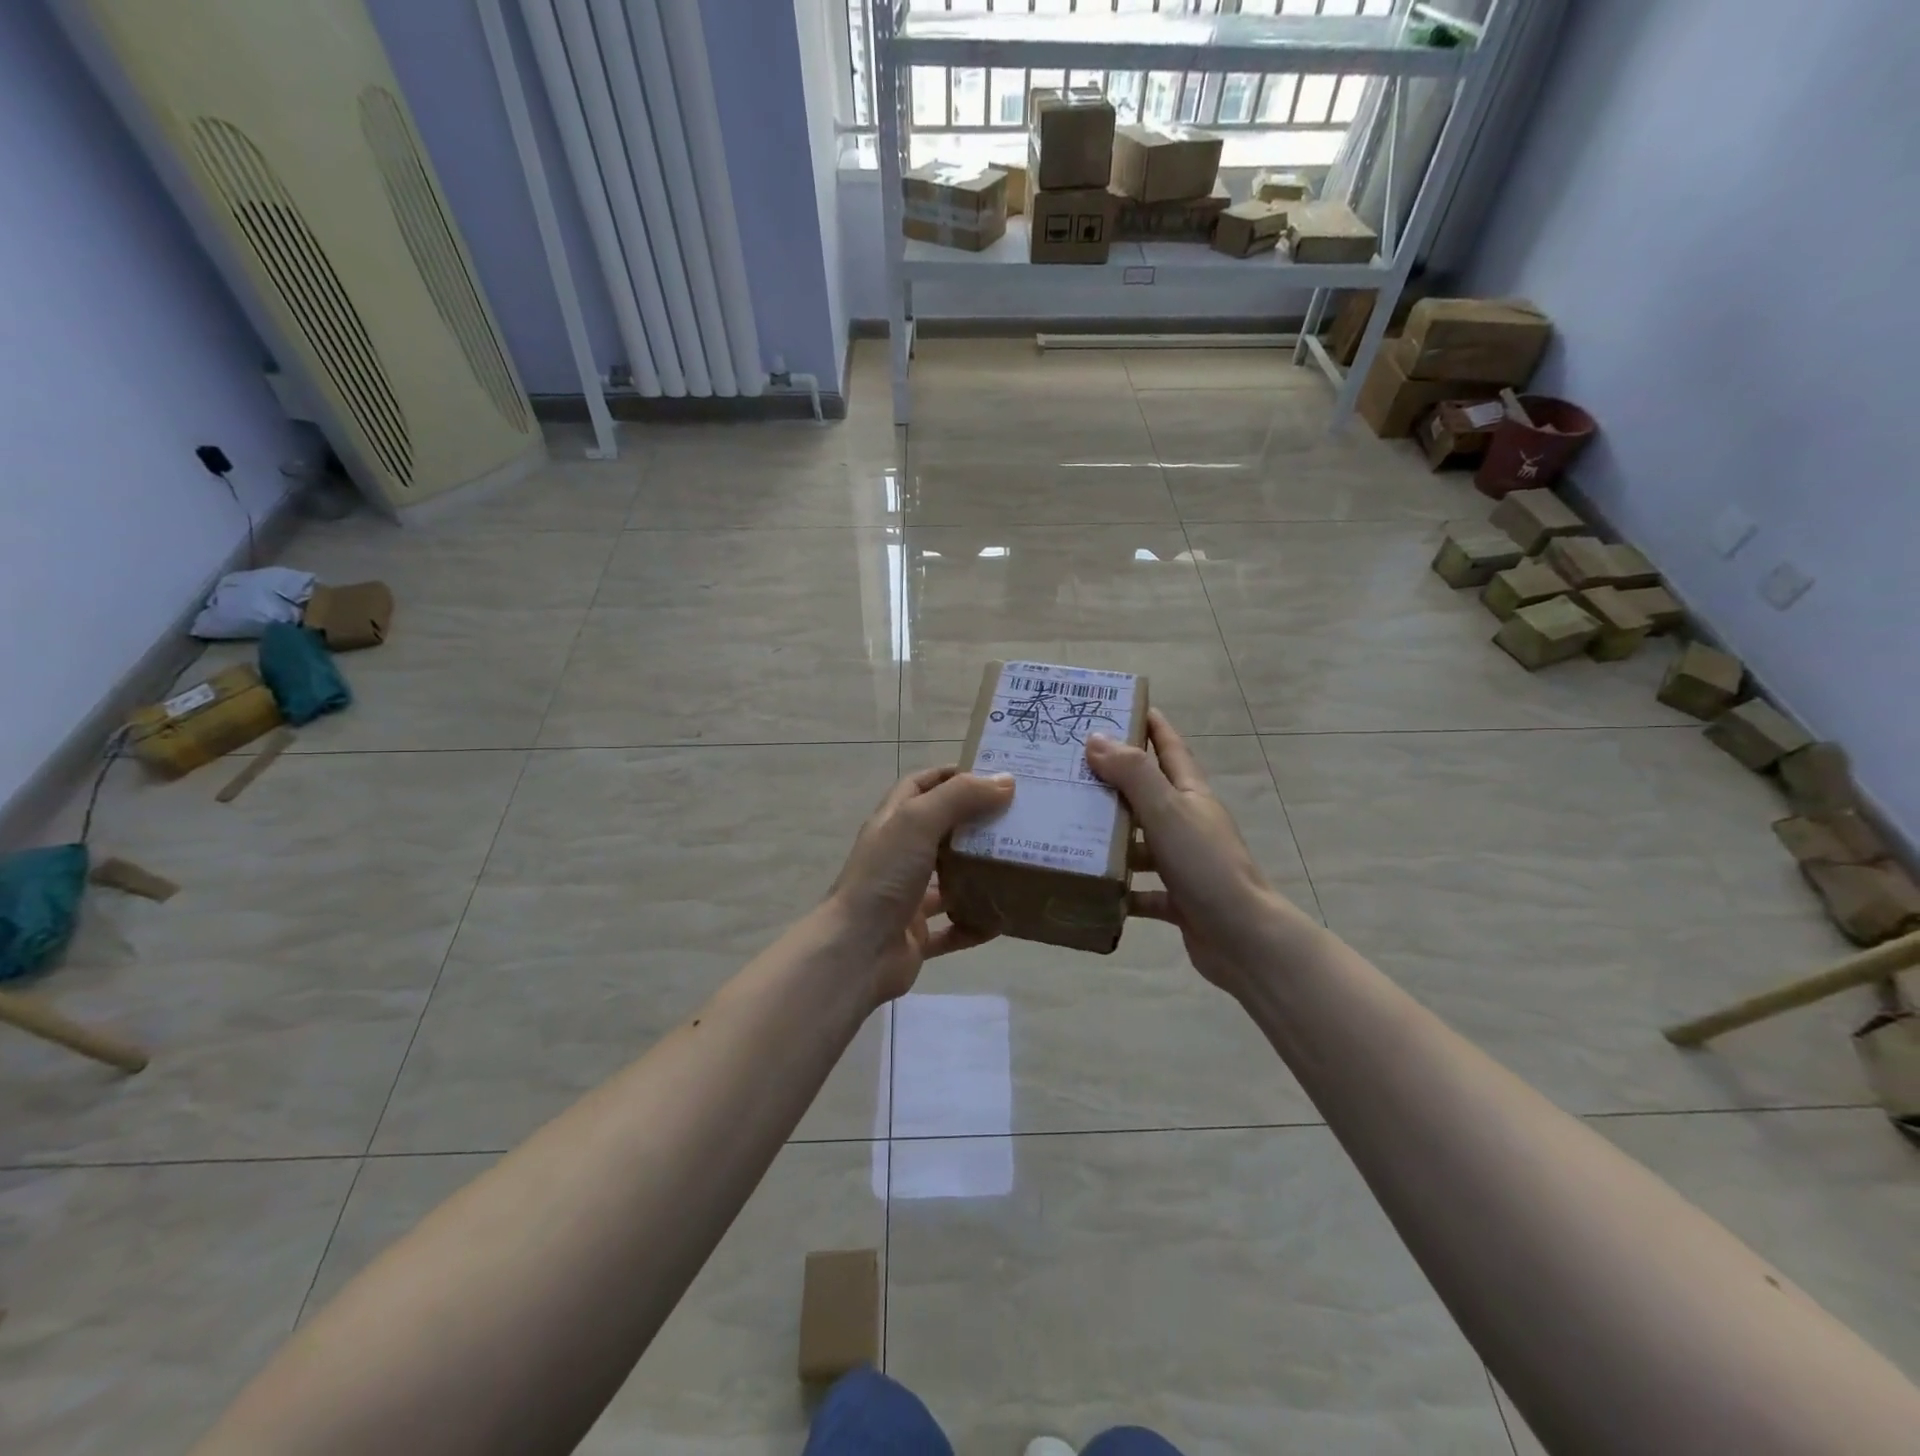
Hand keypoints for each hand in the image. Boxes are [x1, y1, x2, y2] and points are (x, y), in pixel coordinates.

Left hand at [826, 765, 1015, 1004]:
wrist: (855, 953)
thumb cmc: (884, 877)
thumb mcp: (918, 822)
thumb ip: (959, 797)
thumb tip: (1005, 780)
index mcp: (893, 823)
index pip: (920, 786)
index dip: (951, 776)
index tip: (992, 775)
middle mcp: (899, 856)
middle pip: (941, 831)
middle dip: (976, 824)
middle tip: (1018, 819)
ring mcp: (906, 897)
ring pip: (949, 880)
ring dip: (979, 875)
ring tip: (1018, 865)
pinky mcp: (916, 935)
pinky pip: (953, 928)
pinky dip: (975, 924)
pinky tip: (1003, 921)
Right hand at [1086, 709, 1310, 992]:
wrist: (1243, 939)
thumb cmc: (1206, 866)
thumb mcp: (1167, 812)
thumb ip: (1133, 774)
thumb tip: (1096, 738)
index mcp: (1191, 795)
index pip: (1169, 747)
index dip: (1149, 724)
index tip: (1119, 705)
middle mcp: (1189, 823)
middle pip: (1148, 793)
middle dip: (1113, 779)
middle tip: (1069, 768)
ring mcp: (1185, 862)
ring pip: (1141, 841)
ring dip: (1111, 836)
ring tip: (1068, 827)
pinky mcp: (1179, 899)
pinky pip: (1142, 889)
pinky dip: (1120, 888)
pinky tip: (1092, 886)